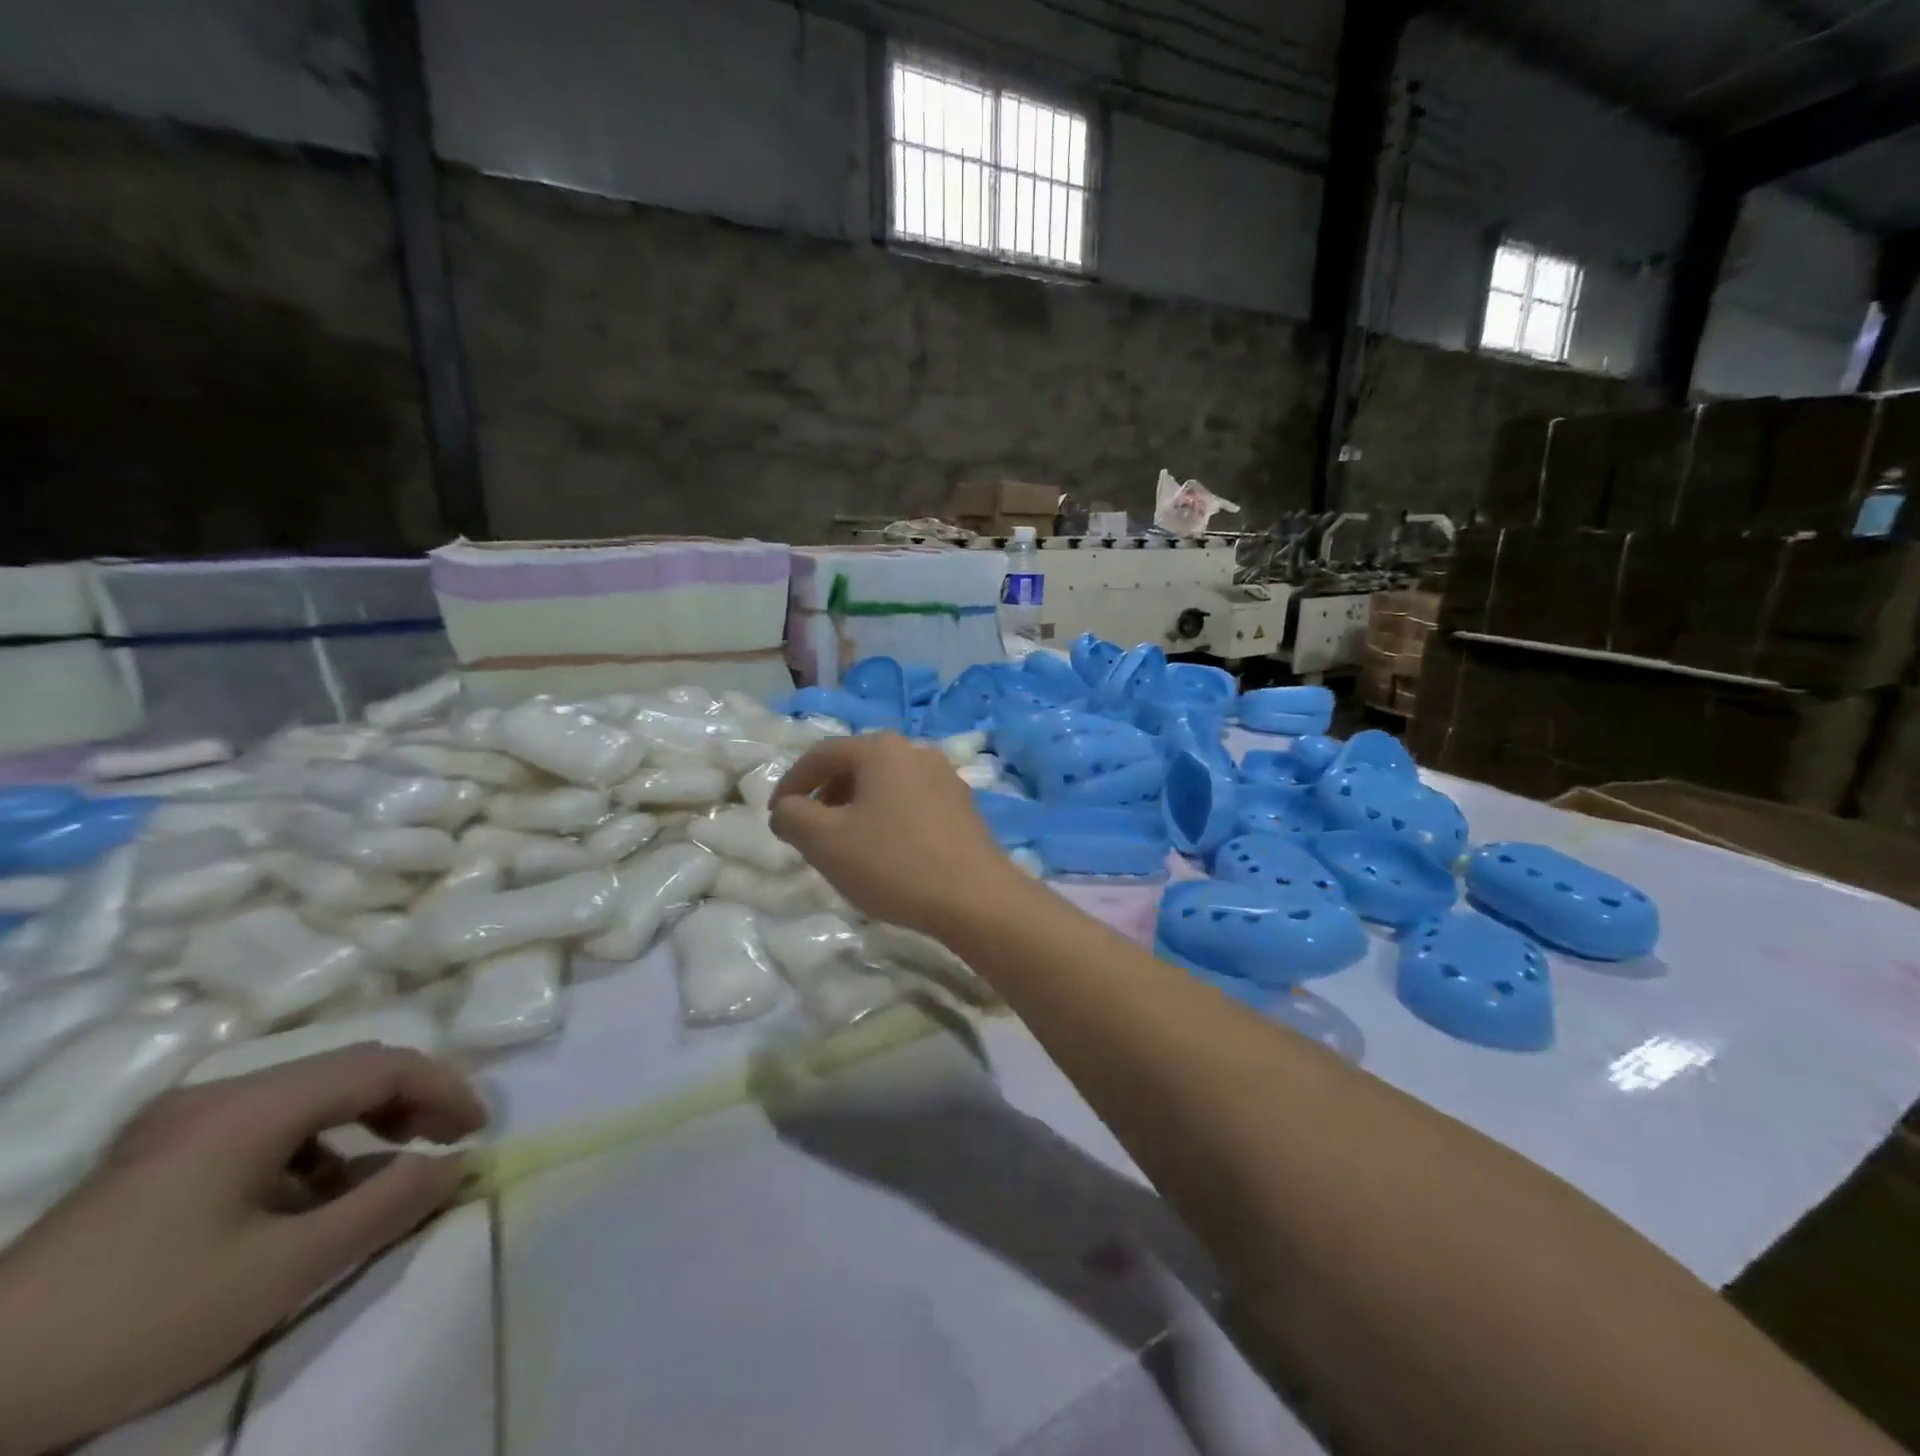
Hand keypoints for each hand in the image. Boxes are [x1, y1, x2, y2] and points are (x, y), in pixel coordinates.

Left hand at [0, 1046, 485, 1453]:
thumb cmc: (139, 1319)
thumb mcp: (282, 1273)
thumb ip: (384, 1207)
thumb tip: (456, 1164)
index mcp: (253, 1106)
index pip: (381, 1065)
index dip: (443, 1089)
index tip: (477, 1131)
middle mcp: (220, 1095)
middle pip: (346, 1071)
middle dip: (409, 1102)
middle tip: (445, 1143)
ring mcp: (180, 1125)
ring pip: (306, 1097)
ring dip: (362, 1125)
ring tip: (384, 1175)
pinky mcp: (154, 1159)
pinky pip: (263, 1128)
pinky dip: (312, 1149)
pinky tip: (306, 1200)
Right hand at [769, 733, 1022, 936]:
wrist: (975, 898)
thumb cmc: (893, 862)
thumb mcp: (824, 842)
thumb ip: (792, 817)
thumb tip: (787, 809)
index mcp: (881, 749)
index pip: (821, 754)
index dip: (792, 783)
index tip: (777, 816)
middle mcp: (916, 751)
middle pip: (856, 765)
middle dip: (826, 795)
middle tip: (811, 832)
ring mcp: (945, 777)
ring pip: (885, 785)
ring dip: (857, 808)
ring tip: (846, 845)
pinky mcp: (963, 806)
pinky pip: (911, 802)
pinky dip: (887, 818)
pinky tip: (887, 853)